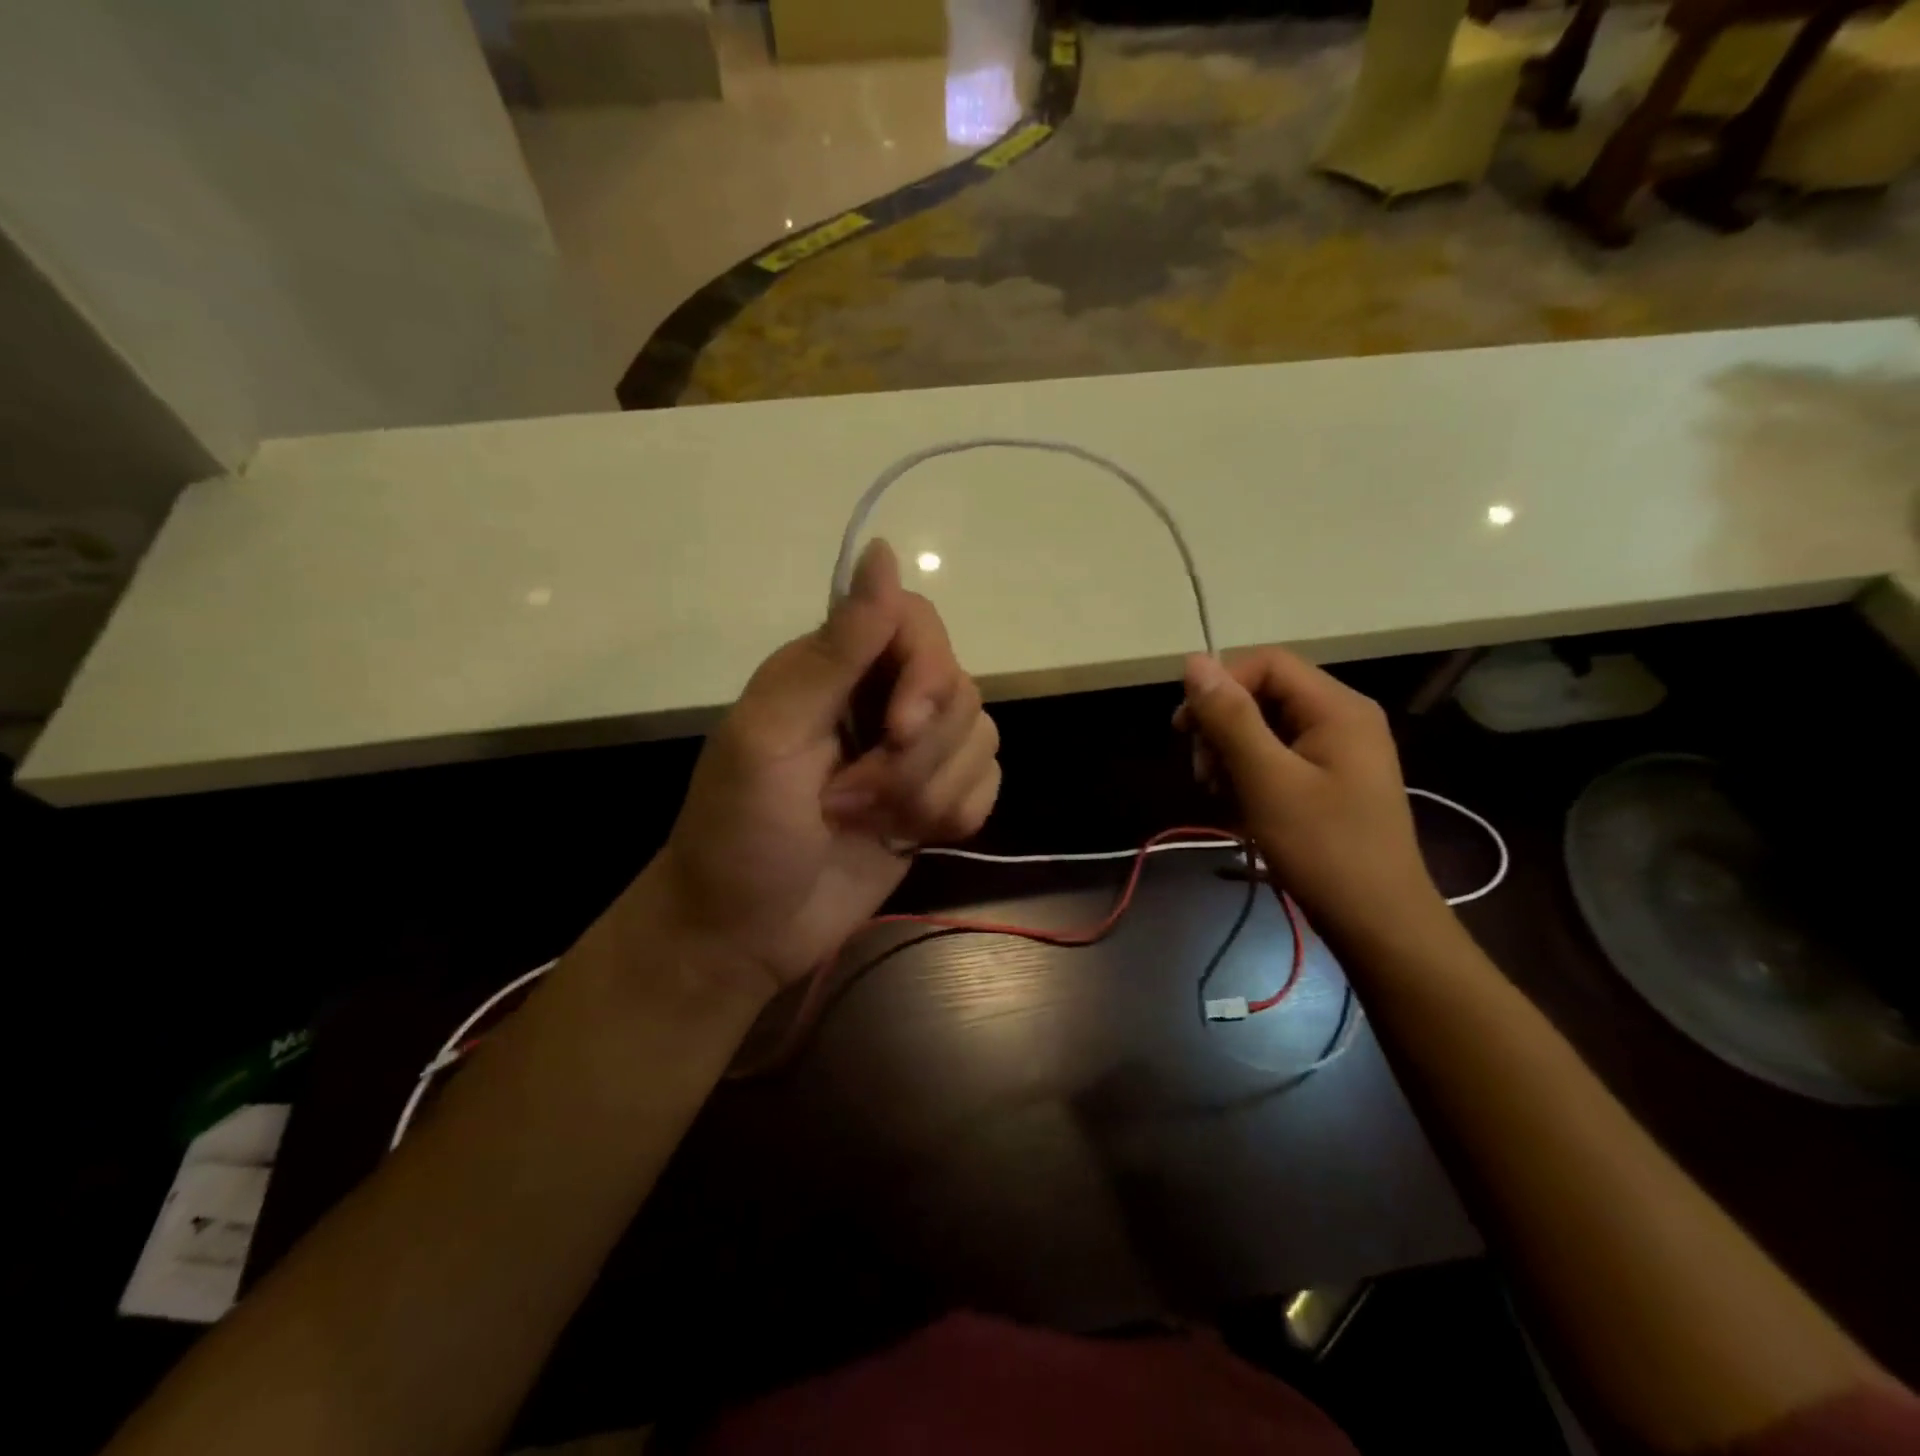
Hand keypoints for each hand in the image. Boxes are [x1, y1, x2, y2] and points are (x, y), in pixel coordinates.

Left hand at [645, 540, 1000, 996]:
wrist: (747, 933)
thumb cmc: (741, 832)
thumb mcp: (770, 735)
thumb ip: (833, 650)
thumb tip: (882, 551)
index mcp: (834, 668)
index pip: (918, 623)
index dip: (925, 672)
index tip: (898, 731)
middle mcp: (880, 698)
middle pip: (957, 687)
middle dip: (915, 757)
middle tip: (851, 800)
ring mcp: (912, 753)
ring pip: (980, 737)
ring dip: (929, 791)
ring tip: (868, 823)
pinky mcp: (934, 799)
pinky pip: (988, 782)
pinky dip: (957, 812)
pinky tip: (912, 837)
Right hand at [1175, 649, 1443, 943]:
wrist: (1378, 922)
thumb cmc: (1323, 847)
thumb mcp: (1267, 779)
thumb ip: (1230, 718)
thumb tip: (1193, 662)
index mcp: (1337, 708)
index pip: (1266, 664)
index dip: (1220, 686)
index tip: (1185, 729)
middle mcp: (1342, 719)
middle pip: (1264, 695)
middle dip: (1222, 728)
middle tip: (1204, 774)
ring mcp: (1338, 751)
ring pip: (1264, 729)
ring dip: (1230, 755)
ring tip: (1219, 796)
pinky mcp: (1329, 781)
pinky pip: (1277, 758)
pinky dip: (1249, 777)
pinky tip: (1239, 808)